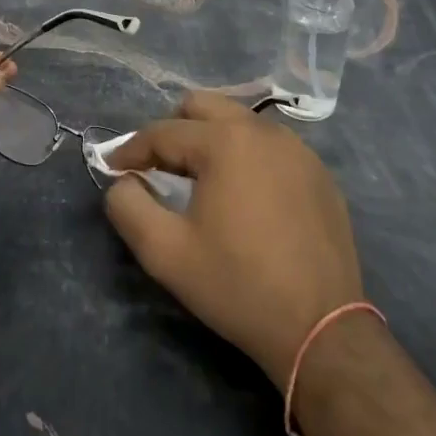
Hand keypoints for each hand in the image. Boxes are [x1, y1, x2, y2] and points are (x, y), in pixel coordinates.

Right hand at [104, 91, 363, 389]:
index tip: (113, 170)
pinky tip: (243, 196)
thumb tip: (123, 181)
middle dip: (173, 129)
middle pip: (203, 107)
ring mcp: (297, 149)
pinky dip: (246, 157)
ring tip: (199, 181)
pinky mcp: (318, 173)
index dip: (131, 150)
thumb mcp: (166, 253)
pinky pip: (270, 146)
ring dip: (211, 140)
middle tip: (159, 167)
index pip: (163, 132)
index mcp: (225, 141)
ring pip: (239, 122)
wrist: (322, 329)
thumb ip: (129, 207)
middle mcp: (263, 130)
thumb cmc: (238, 286)